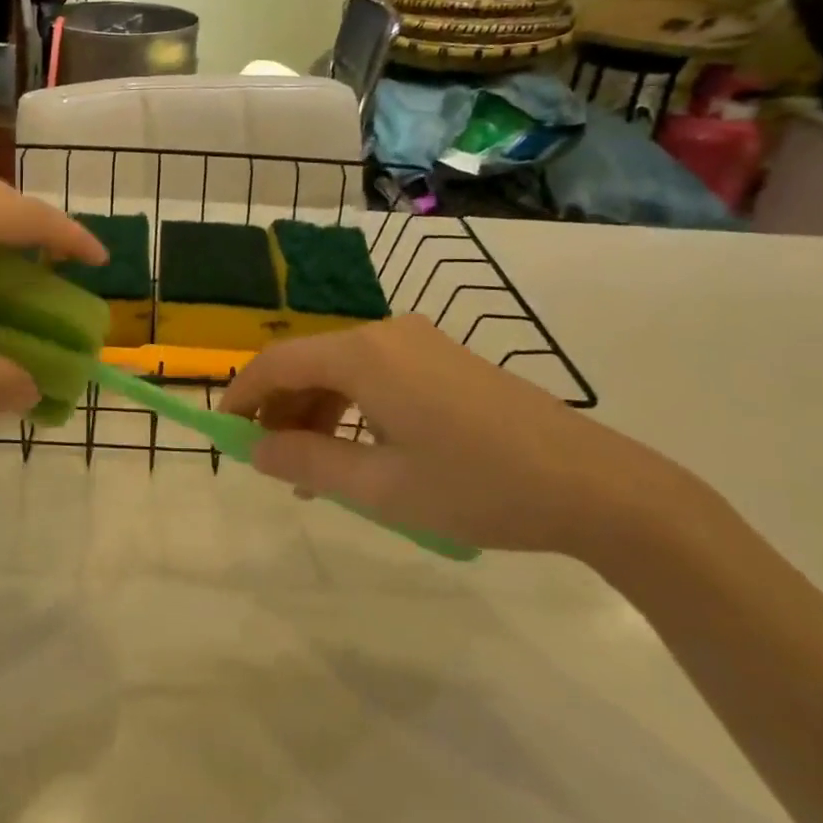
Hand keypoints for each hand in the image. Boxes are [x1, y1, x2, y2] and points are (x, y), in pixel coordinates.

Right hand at [219, 315, 681, 556]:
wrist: (596, 485)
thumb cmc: (479, 485)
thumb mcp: (382, 488)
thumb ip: (309, 463)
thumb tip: (257, 451)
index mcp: (364, 355)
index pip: (278, 362)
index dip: (243, 395)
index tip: (225, 434)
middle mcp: (386, 334)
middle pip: (310, 364)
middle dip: (283, 412)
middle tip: (275, 467)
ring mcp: (420, 344)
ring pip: (344, 372)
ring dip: (319, 415)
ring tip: (319, 474)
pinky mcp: (445, 360)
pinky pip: (378, 377)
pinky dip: (354, 410)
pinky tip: (363, 454)